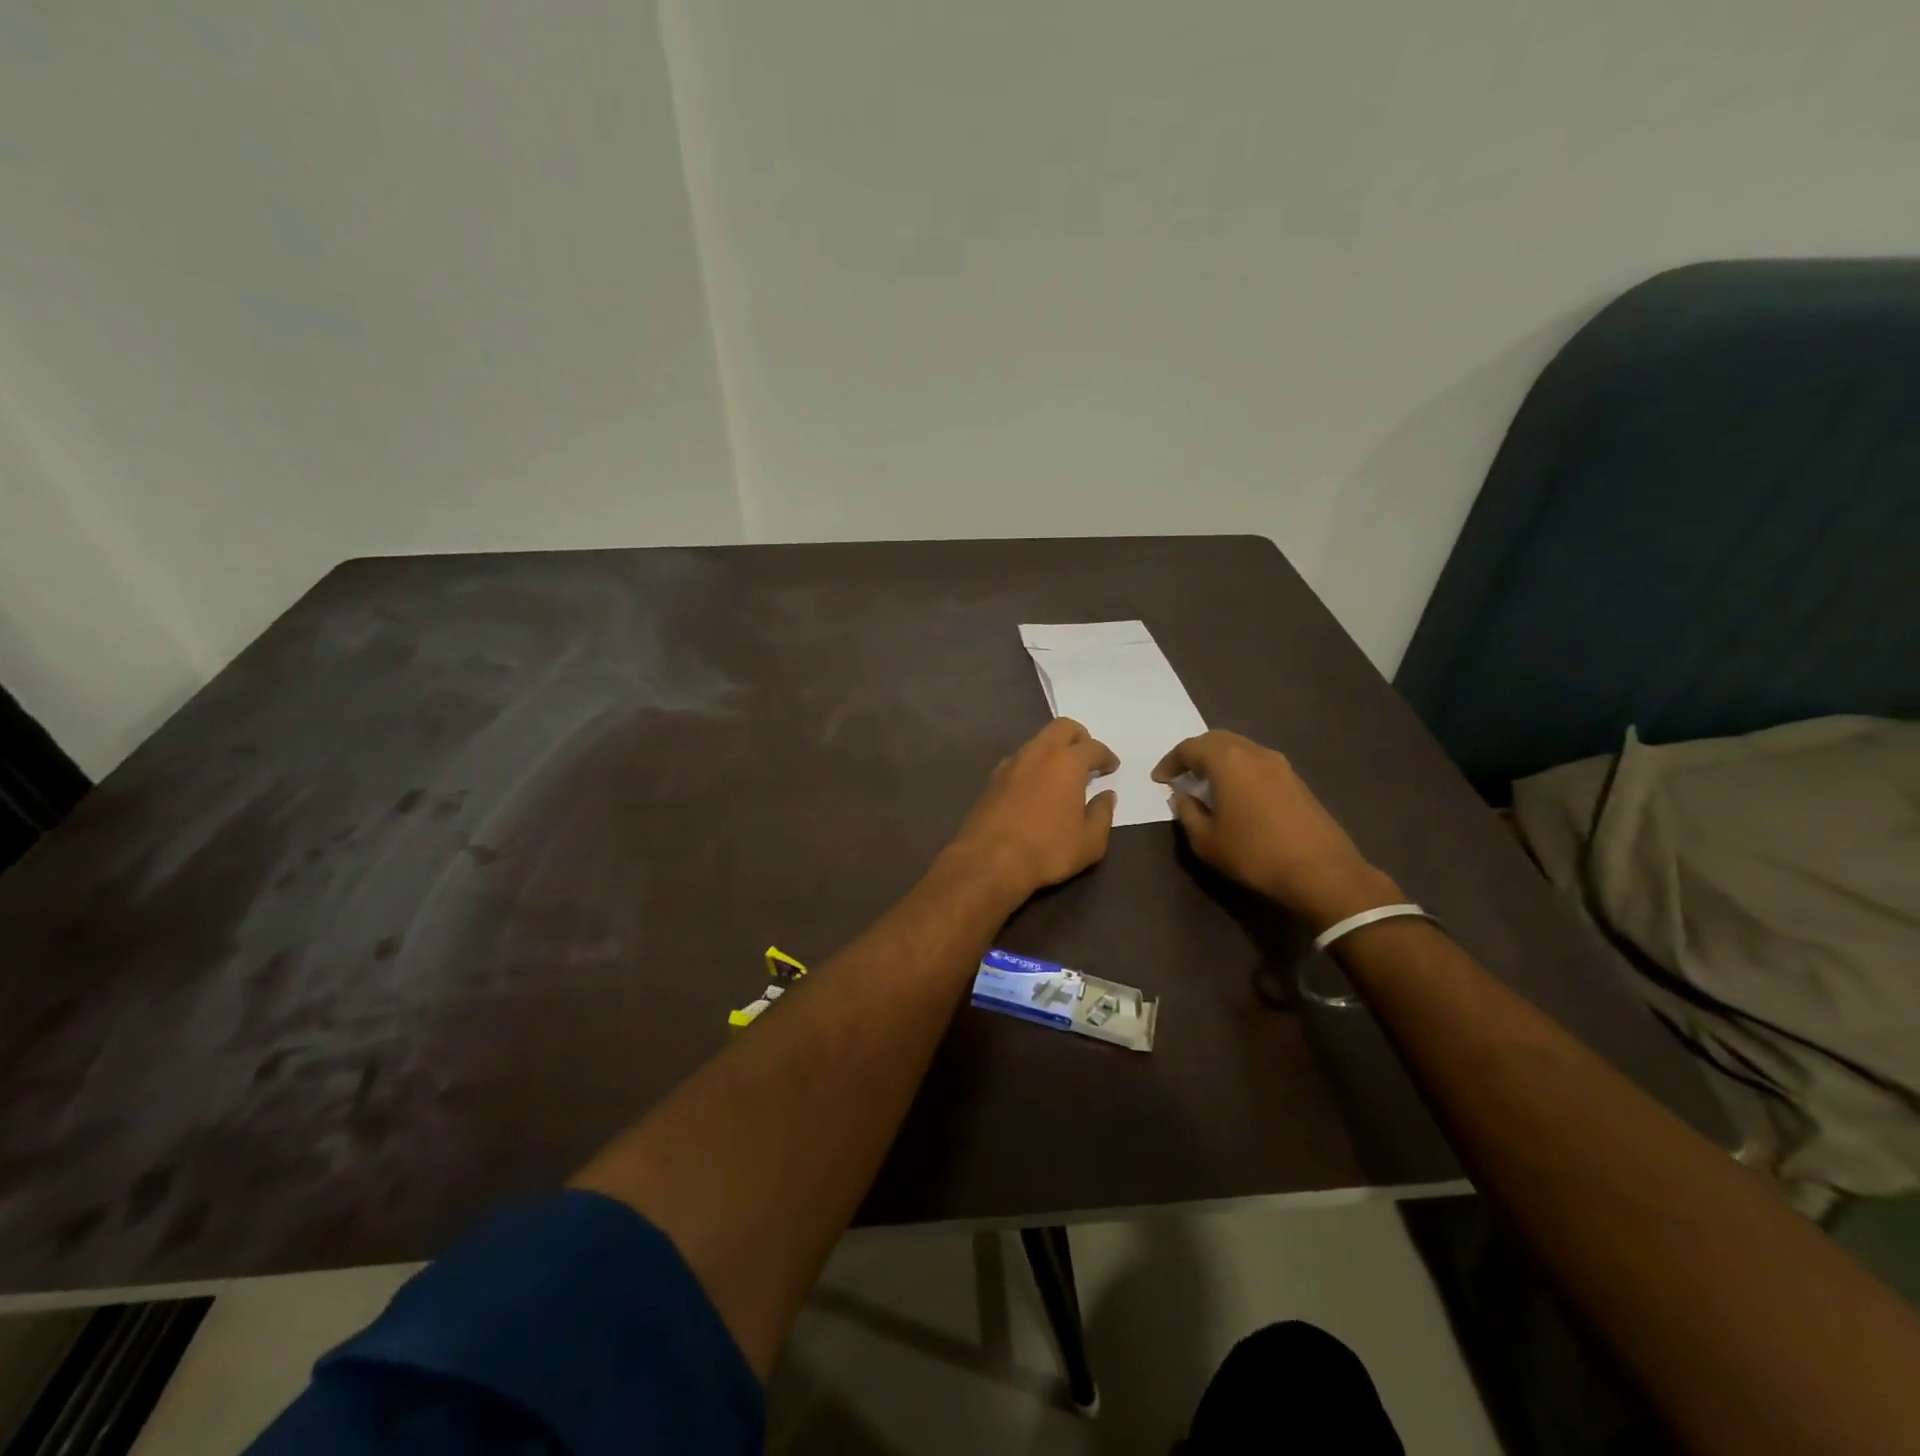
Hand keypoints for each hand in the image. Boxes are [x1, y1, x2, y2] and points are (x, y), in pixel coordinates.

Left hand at [947, 719, 1119, 899]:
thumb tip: (1106, 797)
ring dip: (1053, 750)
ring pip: (1037, 742)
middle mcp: (1038, 753)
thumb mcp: (1090, 842)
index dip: (1106, 756)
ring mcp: (1011, 763)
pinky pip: (1019, 760)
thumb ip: (1102, 814)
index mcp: (1067, 762)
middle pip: (1062, 728)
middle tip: (1087, 757)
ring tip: (1061, 774)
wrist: (989, 860)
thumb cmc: (1047, 850)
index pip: (1093, 747)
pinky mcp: (992, 778)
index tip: (1111, 766)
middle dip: (1079, 737)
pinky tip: (1035, 786)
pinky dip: (1032, 765)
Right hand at [1152, 730, 1400, 930]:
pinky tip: (1236, 795)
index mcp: (1228, 760)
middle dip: (1195, 754)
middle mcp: (1254, 752)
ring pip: (1241, 749)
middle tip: (1181, 774)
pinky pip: (1258, 764)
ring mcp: (1280, 764)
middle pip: (1217, 740)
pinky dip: (1240, 771)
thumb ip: (1187, 813)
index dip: (1170, 762)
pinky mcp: (1297, 780)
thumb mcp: (1206, 841)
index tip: (1159, 780)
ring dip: (1219, 761)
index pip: (1190, 748)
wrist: (1321, 871)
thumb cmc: (1254, 854)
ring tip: (1207, 785)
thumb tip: (1183, 797)